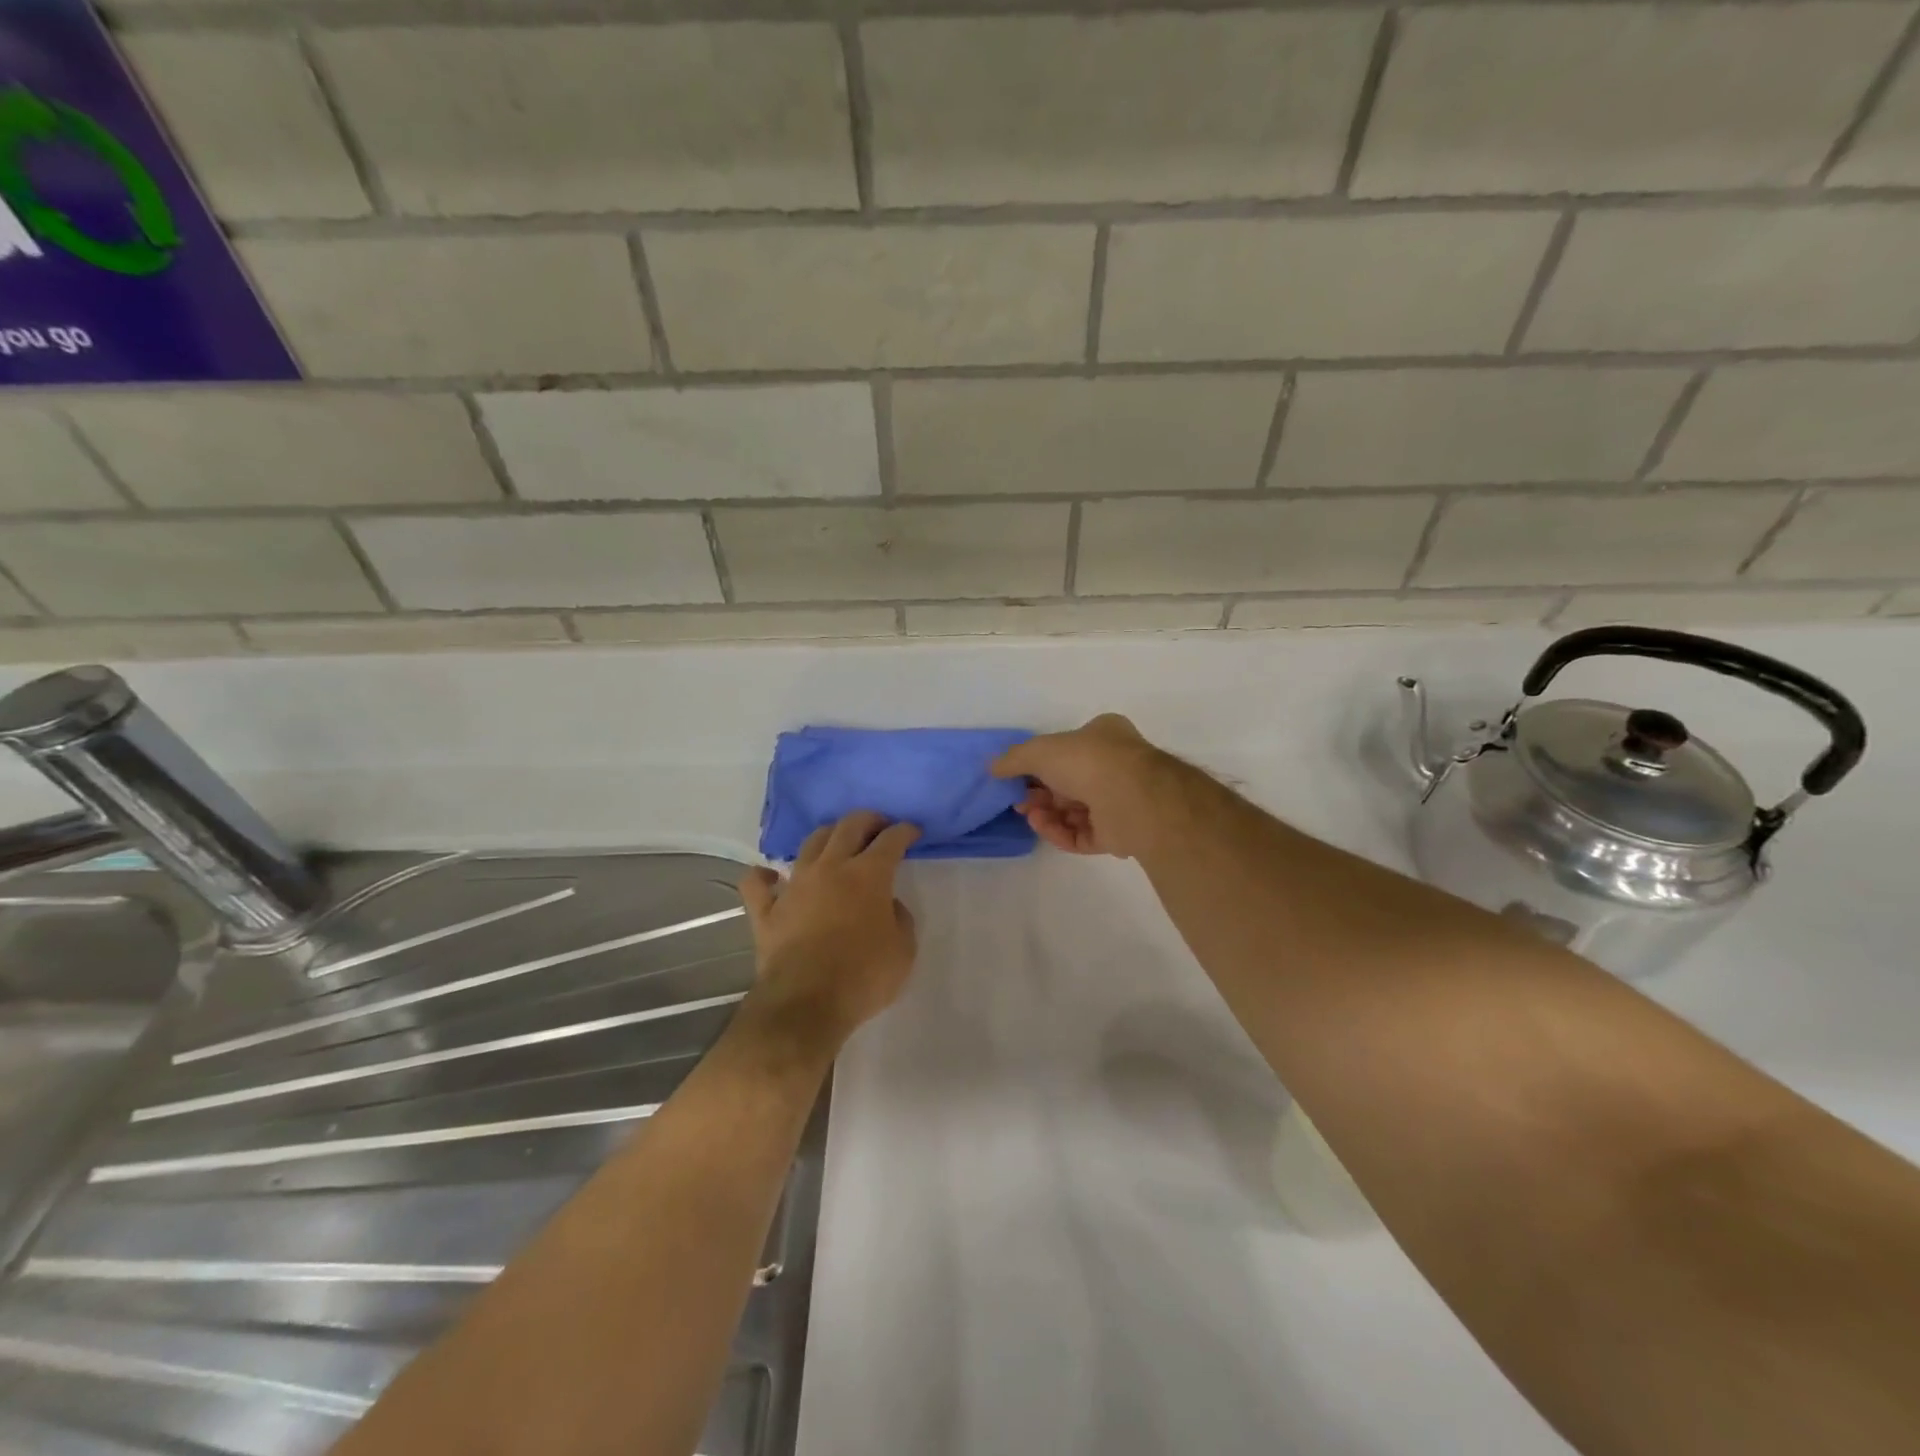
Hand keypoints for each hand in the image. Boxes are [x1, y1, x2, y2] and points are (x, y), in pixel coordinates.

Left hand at [737, 811, 919, 1049]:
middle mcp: (831, 868)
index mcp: (868, 875)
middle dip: (868, 820)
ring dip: (827, 836)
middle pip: (848, 826)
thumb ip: (900, 919)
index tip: (912, 831)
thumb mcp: (903, 950)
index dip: (904, 831)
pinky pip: (758, 884)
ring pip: (810, 844)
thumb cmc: (863, 977)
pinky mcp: (766, 910)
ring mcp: (795, 886)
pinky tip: (770, 876)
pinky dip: (764, 876)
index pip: (891, 840)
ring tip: (837, 842)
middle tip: (878, 825)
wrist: (806, 1005)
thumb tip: (887, 904)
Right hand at [991, 714, 1170, 858]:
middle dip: (1040, 793)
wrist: (1130, 796)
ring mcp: (1119, 802)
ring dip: (1047, 813)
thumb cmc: (1087, 760)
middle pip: (1069, 783)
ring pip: (1074, 811)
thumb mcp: (1040, 750)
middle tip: (1018, 801)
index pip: (1068, 749)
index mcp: (1104, 736)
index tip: (1016, 776)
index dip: (1040, 763)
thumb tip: (991, 767)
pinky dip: (1060, 832)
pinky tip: (1042, 826)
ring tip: (1030, 815)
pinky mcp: (1118, 834)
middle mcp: (1115, 767)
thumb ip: (1014, 758)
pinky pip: (1082, 835)